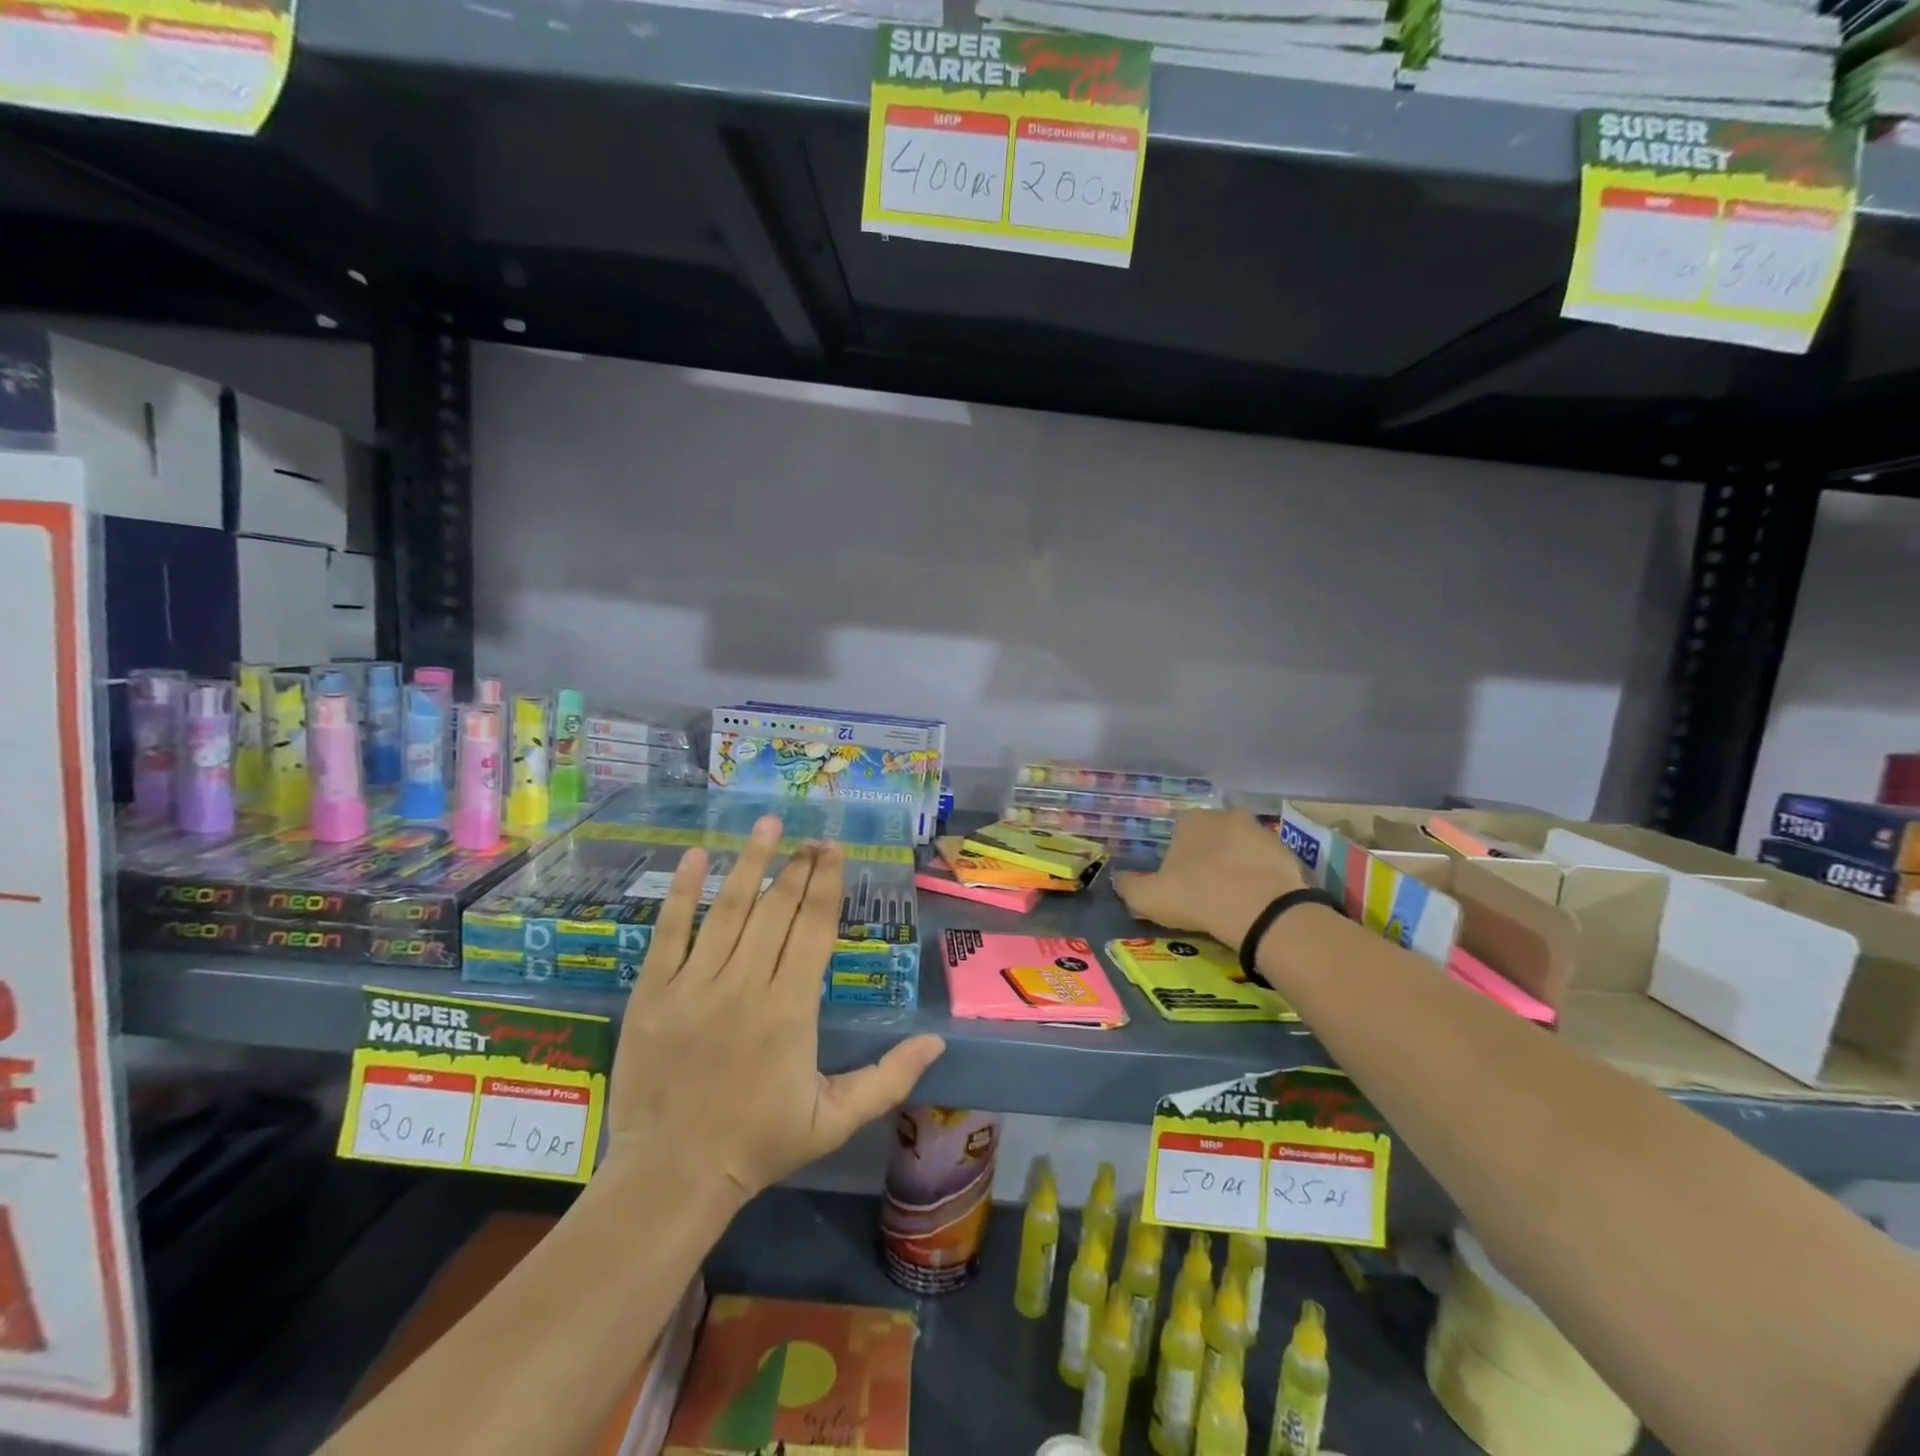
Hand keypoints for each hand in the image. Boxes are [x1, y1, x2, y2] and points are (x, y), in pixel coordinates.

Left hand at [605, 815, 944, 1202]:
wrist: (672, 1176)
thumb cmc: (759, 1144)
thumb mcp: (835, 1118)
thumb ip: (889, 1077)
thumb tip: (937, 1042)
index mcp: (791, 1009)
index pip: (813, 928)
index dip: (827, 883)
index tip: (834, 849)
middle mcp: (746, 985)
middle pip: (777, 909)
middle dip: (798, 866)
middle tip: (811, 835)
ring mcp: (695, 985)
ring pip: (728, 910)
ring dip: (750, 862)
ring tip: (768, 824)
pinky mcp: (653, 993)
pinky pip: (669, 932)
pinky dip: (683, 893)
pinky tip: (696, 856)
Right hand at [1114, 809, 1307, 948]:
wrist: (1263, 912)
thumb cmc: (1198, 896)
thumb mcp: (1148, 898)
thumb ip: (1128, 887)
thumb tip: (1119, 880)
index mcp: (1191, 820)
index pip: (1178, 834)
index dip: (1176, 861)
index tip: (1178, 886)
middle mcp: (1226, 816)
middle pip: (1211, 839)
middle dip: (1208, 860)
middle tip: (1205, 895)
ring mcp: (1262, 832)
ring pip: (1240, 851)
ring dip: (1236, 869)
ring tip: (1233, 903)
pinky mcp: (1289, 853)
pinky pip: (1266, 866)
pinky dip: (1261, 880)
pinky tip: (1257, 905)